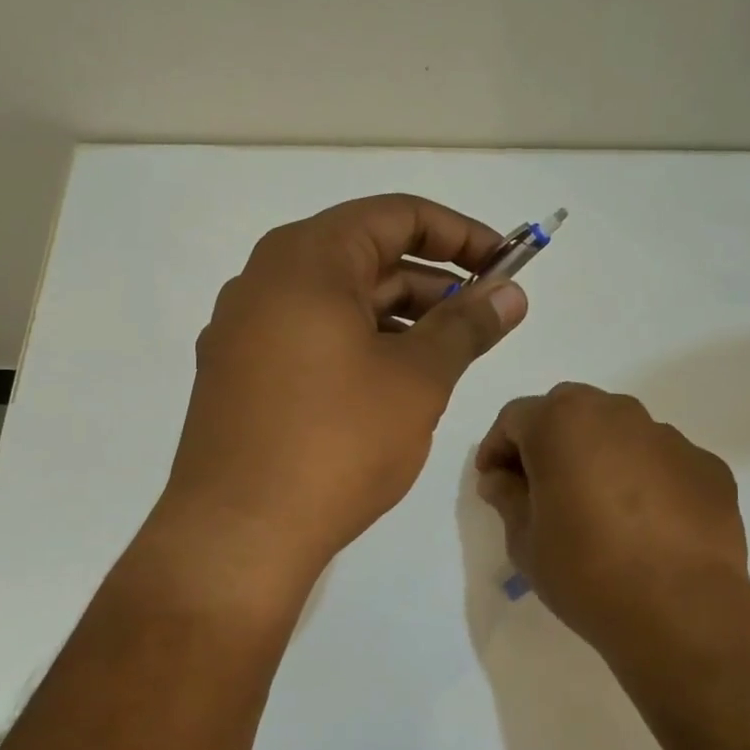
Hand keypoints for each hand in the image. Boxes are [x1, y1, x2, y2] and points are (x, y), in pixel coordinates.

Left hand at [153, 194, 527, 597]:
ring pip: (339, 302)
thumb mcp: (417, 379)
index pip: (397, 215)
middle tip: (486, 319)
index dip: (461, 234)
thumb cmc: (337, 442)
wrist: (239, 535)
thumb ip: (467, 326)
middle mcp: (265, 280)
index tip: (505, 264)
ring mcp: (244, 330)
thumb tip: (511, 295)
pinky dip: (360, 346)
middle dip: (434, 282)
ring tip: (449, 356)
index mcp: (306, 259)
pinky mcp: (239, 375)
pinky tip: (394, 385)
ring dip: (400, 318)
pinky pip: (311, 338)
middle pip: (366, 256)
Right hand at [474, 383, 749, 652]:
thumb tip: (501, 479)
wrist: (680, 611)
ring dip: (599, 456)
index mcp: (562, 422)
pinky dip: (645, 480)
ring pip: (620, 433)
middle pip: (570, 412)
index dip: (497, 449)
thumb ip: (507, 497)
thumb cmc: (585, 571)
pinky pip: (661, 462)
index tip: (494, 483)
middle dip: (549, 441)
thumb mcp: (525, 541)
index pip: (515, 418)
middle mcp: (617, 413)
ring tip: (598, 507)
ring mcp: (669, 437)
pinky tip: (645, 525)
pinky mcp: (707, 467)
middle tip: (541, 487)